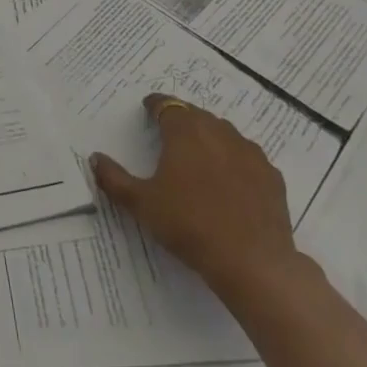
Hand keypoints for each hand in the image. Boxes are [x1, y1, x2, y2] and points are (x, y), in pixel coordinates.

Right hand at [91, 93, 300, 306]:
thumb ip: (114, 178)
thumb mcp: (141, 204)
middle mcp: (219, 132)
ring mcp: (250, 153)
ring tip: (199, 154)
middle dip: (182, 119)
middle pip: (197, 115)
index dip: (156, 104)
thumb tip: (95, 158)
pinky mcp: (271, 176)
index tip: (148, 108)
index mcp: (186, 132)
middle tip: (169, 132)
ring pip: (224, 133)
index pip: (167, 105)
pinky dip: (234, 159)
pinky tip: (230, 179)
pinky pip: (247, 157)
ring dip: (209, 136)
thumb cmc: (189, 225)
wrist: (252, 261)